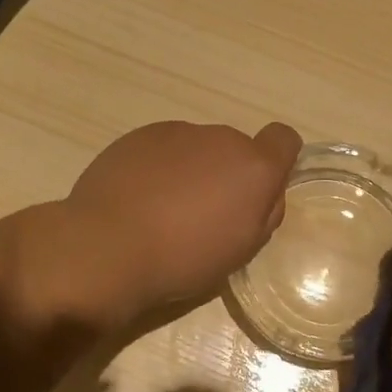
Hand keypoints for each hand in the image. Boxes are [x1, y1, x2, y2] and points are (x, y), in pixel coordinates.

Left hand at [53, 120, 301, 324]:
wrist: (107, 247)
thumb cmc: (184, 258)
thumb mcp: (241, 249)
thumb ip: (263, 212)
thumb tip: (263, 193)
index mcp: (254, 167)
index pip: (284, 139)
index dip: (277, 160)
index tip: (257, 190)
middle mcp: (221, 139)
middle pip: (236, 149)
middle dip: (226, 174)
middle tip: (203, 215)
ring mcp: (178, 132)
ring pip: (198, 148)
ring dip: (192, 169)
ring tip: (164, 210)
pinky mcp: (139, 135)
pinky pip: (163, 148)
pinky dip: (158, 167)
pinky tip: (138, 200)